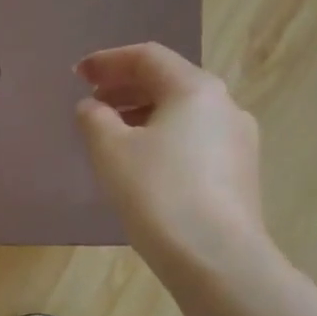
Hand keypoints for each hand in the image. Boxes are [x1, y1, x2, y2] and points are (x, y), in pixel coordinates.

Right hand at [75, 43, 269, 269]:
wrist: (216, 258)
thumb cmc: (158, 192)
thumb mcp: (111, 149)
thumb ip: (94, 118)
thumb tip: (93, 107)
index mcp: (195, 89)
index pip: (147, 57)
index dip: (108, 61)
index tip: (78, 74)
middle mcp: (224, 106)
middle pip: (168, 82)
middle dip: (125, 87)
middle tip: (91, 101)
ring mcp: (237, 141)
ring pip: (183, 113)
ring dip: (143, 113)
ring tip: (110, 133)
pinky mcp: (239, 173)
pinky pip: (193, 139)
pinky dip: (162, 137)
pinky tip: (141, 162)